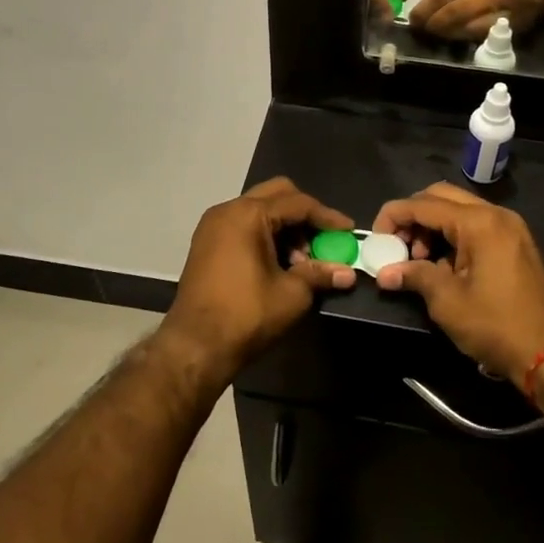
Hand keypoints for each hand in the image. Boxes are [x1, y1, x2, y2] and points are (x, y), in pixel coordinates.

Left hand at [162, 178, 355, 376]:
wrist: (194, 346)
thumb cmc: (246, 315)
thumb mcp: (292, 294)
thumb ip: (320, 274)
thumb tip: (348, 273)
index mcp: (248, 214)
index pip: (298, 203)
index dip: (327, 217)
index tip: (349, 231)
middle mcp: (227, 210)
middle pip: (276, 195)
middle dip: (304, 215)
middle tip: (322, 241)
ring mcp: (213, 226)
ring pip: (259, 210)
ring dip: (285, 227)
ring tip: (300, 262)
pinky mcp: (206, 243)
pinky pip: (243, 225)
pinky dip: (265, 235)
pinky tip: (278, 264)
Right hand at [369, 183, 543, 384]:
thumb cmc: (495, 324)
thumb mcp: (447, 301)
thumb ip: (414, 276)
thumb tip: (385, 273)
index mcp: (479, 222)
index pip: (424, 204)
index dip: (393, 216)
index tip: (376, 238)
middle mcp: (495, 215)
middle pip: (441, 197)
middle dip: (413, 217)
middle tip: (397, 246)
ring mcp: (509, 228)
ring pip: (459, 211)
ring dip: (433, 227)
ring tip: (419, 261)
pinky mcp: (515, 244)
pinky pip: (476, 226)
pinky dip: (453, 237)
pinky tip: (443, 266)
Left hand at [410, 0, 543, 40]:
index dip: (430, 8)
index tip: (414, 16)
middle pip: (460, 15)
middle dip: (436, 24)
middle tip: (420, 28)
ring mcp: (515, 12)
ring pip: (474, 31)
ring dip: (451, 34)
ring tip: (436, 34)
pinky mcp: (524, 25)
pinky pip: (491, 35)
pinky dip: (471, 37)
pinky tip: (458, 36)